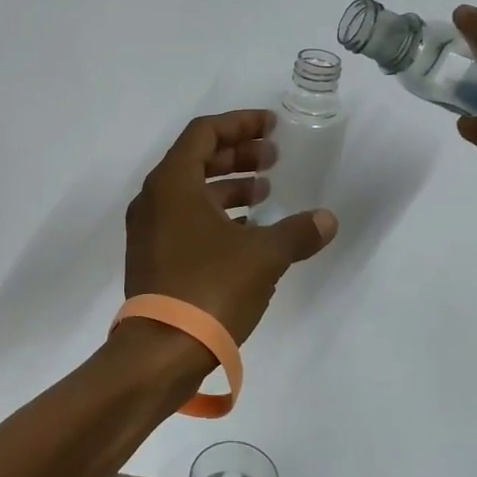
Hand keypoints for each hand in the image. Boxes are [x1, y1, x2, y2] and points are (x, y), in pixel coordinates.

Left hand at [124, 110, 337, 345]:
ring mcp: (149, 230)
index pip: (205, 132)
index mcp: (173, 183)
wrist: (159, 353)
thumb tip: (327, 220)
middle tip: (274, 158)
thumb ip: (297, 233)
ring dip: (229, 186)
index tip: (272, 127)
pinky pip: (186, 219)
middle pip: (197, 159)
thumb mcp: (263, 257)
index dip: (240, 123)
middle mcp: (154, 198)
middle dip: (238, 155)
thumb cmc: (209, 288)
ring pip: (191, 191)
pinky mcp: (152, 257)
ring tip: (266, 193)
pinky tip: (248, 231)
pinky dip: (216, 215)